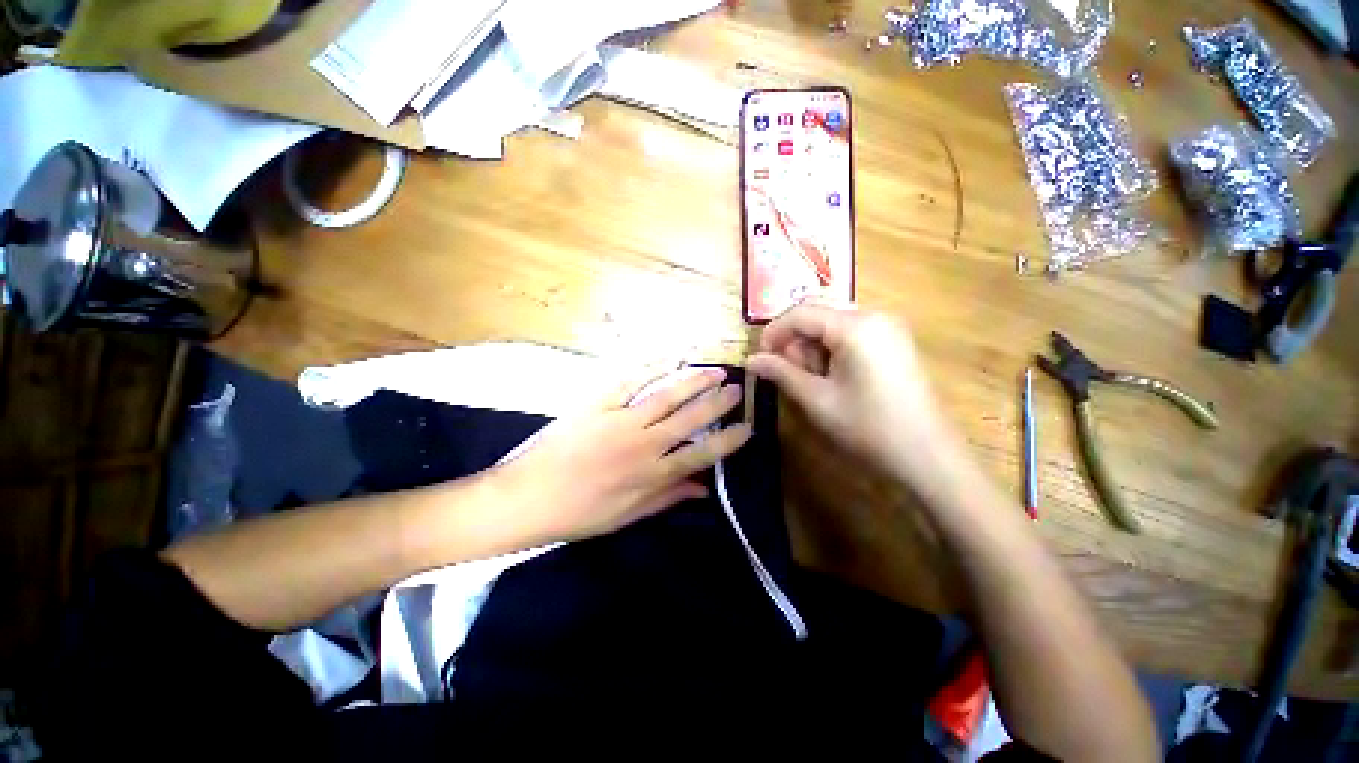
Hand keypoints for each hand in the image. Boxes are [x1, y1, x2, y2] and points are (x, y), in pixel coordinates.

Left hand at [494, 367, 751, 545]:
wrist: (527, 498)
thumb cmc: (579, 514)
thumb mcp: (627, 515)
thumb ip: (667, 497)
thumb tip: (703, 488)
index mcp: (651, 474)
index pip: (701, 454)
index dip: (727, 441)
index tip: (748, 428)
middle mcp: (643, 444)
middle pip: (689, 419)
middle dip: (717, 404)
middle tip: (737, 390)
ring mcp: (620, 420)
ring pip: (666, 397)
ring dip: (694, 383)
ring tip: (715, 371)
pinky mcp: (598, 405)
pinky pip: (629, 383)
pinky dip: (651, 369)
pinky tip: (669, 359)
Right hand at [746, 304, 958, 480]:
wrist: (927, 456)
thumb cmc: (868, 427)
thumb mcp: (816, 399)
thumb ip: (781, 373)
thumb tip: (751, 360)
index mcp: (855, 325)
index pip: (801, 312)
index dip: (774, 332)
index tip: (760, 357)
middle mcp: (874, 316)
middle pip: (818, 316)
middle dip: (796, 342)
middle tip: (789, 374)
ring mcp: (888, 328)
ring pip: (832, 325)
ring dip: (813, 348)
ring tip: (812, 381)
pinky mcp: (894, 342)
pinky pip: (851, 335)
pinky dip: (832, 352)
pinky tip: (832, 378)